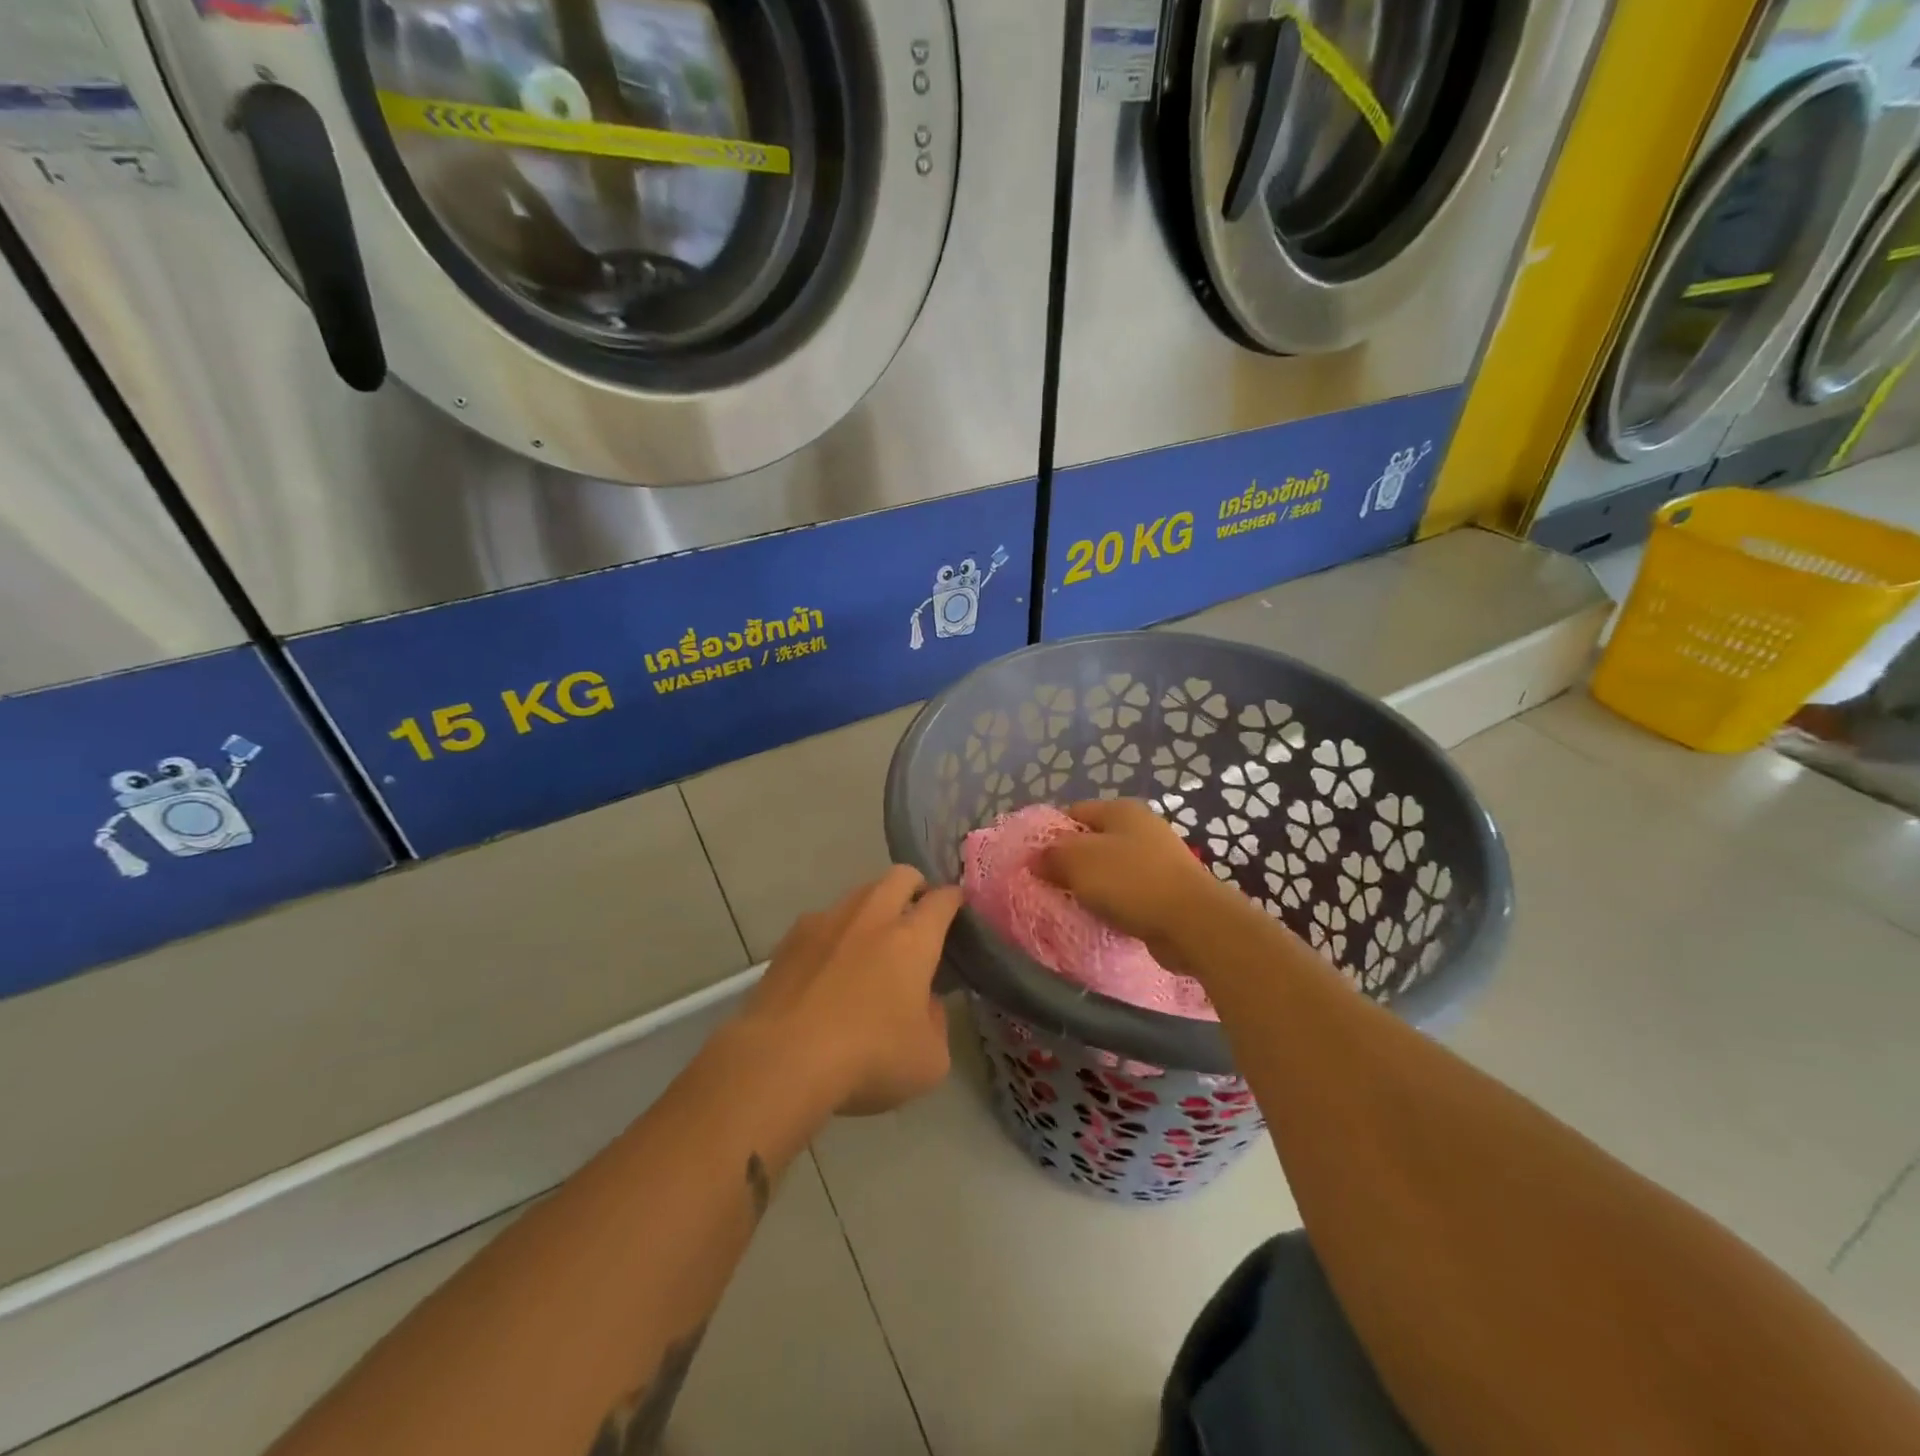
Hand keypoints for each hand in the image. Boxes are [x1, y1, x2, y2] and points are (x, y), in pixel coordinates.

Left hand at [738, 867, 962, 1116]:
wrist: (782, 1060)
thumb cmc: (868, 1058)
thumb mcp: (929, 1060)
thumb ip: (937, 1022)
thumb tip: (925, 1003)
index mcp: (912, 939)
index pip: (942, 900)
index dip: (953, 899)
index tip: (956, 907)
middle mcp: (871, 917)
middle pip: (900, 876)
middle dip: (915, 886)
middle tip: (917, 914)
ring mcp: (826, 923)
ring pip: (858, 894)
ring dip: (872, 908)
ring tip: (870, 942)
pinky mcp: (789, 940)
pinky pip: (821, 922)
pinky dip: (833, 934)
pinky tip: (827, 966)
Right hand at [1038, 799, 1238, 967]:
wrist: (1192, 922)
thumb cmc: (1131, 882)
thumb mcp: (1078, 861)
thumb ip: (1051, 855)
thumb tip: (1035, 857)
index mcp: (1121, 809)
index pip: (1073, 811)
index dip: (1050, 833)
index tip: (1034, 860)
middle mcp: (1142, 826)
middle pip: (1092, 840)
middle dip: (1070, 862)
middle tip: (1050, 885)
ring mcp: (1159, 857)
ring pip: (1111, 867)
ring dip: (1092, 885)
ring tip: (1073, 904)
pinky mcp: (1168, 888)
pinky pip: (1129, 891)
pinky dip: (1114, 902)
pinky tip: (1103, 917)